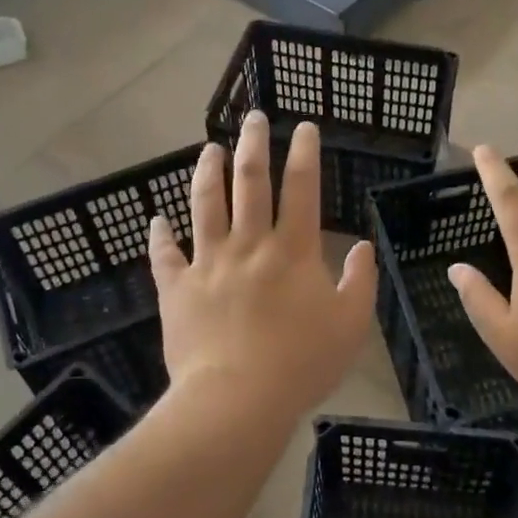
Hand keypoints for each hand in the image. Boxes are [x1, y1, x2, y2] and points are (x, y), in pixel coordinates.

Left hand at [150, 114, 375, 424]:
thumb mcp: (350, 325)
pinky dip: (160, 235)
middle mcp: (249, 245)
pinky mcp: (176, 288)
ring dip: (208, 172)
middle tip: (254, 118)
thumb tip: (360, 246)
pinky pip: (164, 255)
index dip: (305, 153)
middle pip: (250, 181)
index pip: (301, 188)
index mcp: (292, 251)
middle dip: (254, 143)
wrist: (237, 400)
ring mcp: (208, 263)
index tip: (304, 128)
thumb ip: (360, 281)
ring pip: (205, 204)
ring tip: (210, 148)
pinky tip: (157, 220)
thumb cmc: (301, 364)